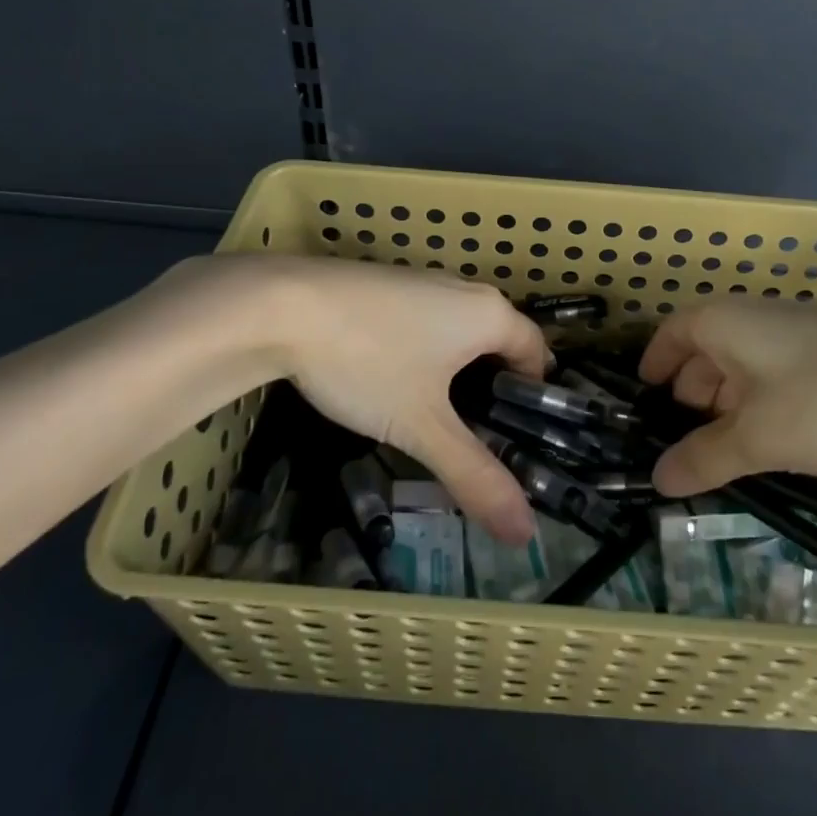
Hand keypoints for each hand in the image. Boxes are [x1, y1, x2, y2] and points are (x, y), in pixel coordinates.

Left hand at [257, 258, 548, 541]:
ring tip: (434, 416)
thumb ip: (475, 476)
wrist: (280, 306)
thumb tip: (526, 534)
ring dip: (456, 368)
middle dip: (493, 384)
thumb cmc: (367, 361)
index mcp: (487, 313)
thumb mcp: (421, 426)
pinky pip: (424, 320)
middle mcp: (462, 288)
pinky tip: (389, 380)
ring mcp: (420, 281)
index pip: (536, 348)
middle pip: (497, 337)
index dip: (533, 391)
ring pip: (457, 329)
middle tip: (477, 436)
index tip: (519, 434)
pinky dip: (424, 350)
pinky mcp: (385, 284)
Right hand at [637, 299, 816, 496]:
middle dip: (690, 393)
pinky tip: (776, 440)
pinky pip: (779, 374)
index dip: (654, 364)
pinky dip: (764, 403)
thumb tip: (657, 479)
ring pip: (745, 365)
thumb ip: (705, 457)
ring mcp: (799, 332)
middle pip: (706, 350)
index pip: (671, 334)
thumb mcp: (760, 438)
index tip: (643, 398)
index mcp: (725, 322)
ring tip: (725, 450)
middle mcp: (756, 317)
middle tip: (680, 440)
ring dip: (728, 403)